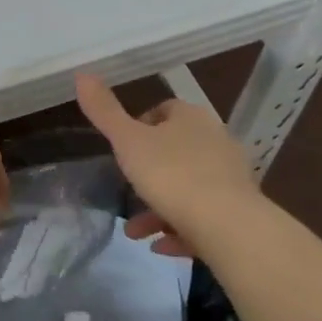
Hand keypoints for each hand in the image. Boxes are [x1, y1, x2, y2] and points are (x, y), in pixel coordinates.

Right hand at [75, 73, 267, 258]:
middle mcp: (216, 140)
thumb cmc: (172, 175)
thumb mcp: (128, 142)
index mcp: (191, 118)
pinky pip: (203, 216)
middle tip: (127, 190)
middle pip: (176, 150)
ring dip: (159, 207)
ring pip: (187, 187)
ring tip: (135, 231)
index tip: (123, 149)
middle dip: (148, 172)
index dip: (140, 126)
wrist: (229, 227)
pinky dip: (180, 228)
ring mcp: (230, 177)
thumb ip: (104, 111)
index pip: (164, 110)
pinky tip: (161, 246)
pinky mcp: (239, 211)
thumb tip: (81, 74)